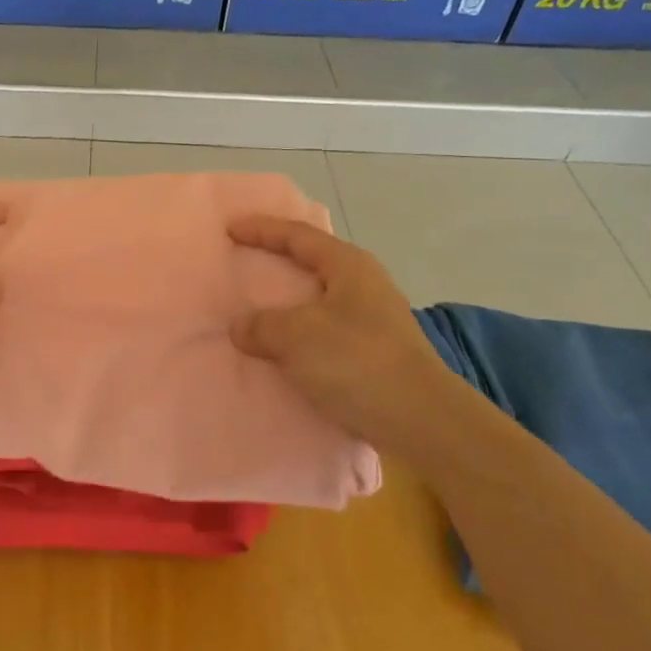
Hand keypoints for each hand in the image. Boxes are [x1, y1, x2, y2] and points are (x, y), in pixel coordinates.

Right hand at [227, 214, 476, 448]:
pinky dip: (298, 334)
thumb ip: (261, 325)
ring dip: (286, 304)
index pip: (298, 236)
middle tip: (243, 263)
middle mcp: (364, 285)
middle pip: (312, 263)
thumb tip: (241, 327)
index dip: (261, 230)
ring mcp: (373, 320)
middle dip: (276, 263)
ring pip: (318, 300)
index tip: (229, 229)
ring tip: (256, 309)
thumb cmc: (356, 361)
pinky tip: (281, 349)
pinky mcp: (374, 353)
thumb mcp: (296, 336)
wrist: (420, 421)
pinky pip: (323, 331)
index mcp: (348, 266)